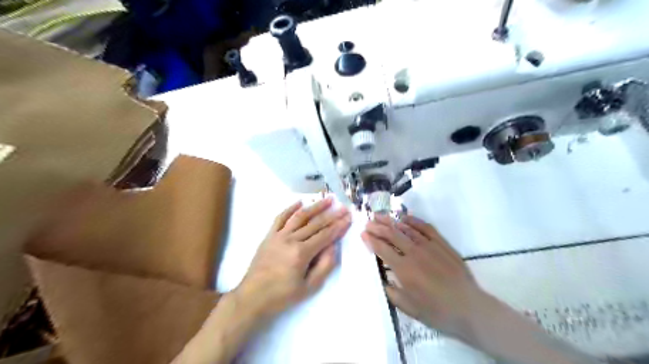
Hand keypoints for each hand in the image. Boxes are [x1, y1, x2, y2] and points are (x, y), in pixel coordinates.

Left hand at [236, 199, 352, 320]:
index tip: (348, 217)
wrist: (252, 296)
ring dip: (315, 206)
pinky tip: (300, 202)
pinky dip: (290, 209)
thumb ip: (324, 266)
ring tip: (328, 199)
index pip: (325, 235)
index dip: (338, 226)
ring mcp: (278, 235)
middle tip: (343, 207)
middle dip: (332, 215)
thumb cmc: (282, 295)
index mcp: (302, 253)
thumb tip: (333, 246)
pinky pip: (280, 218)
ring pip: (300, 217)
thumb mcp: (309, 287)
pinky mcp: (269, 235)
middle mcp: (291, 239)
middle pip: (315, 223)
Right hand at [360, 215, 486, 339]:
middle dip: (377, 227)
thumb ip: (391, 292)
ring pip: (406, 228)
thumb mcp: (409, 308)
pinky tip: (405, 217)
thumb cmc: (437, 311)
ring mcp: (429, 246)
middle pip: (392, 234)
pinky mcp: (442, 244)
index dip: (371, 240)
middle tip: (368, 223)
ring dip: (391, 221)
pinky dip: (414, 220)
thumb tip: (381, 278)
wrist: (469, 308)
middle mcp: (414, 253)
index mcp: (404, 269)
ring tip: (380, 216)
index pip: (382, 249)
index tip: (363, 234)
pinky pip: (426, 227)